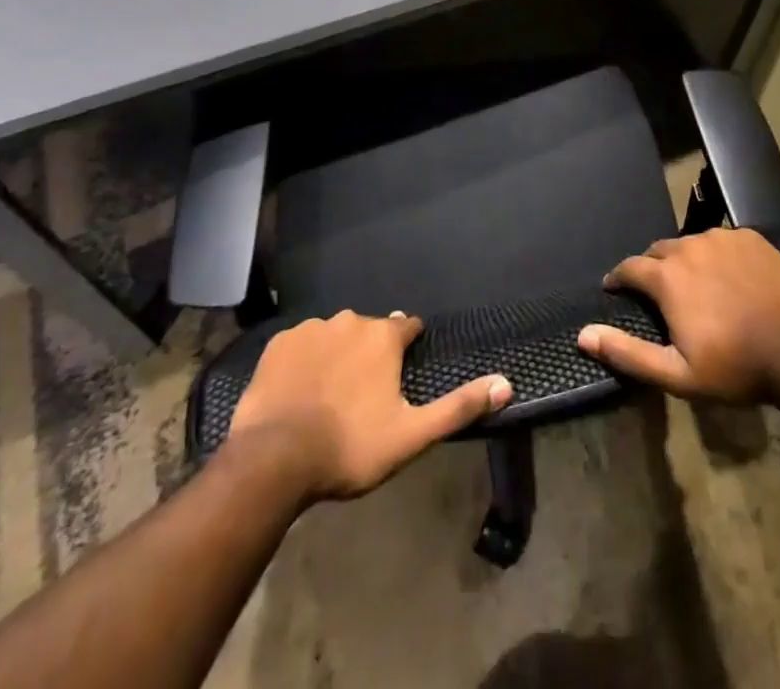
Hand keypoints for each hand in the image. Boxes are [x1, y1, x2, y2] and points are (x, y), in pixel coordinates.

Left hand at [227, 311, 511, 501]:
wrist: (274, 459)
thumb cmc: (350, 447)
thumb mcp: (412, 434)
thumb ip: (459, 407)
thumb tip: (506, 383)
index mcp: (384, 336)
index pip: (408, 327)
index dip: (408, 347)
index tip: (404, 369)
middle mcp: (350, 320)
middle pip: (370, 330)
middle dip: (371, 352)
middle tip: (364, 393)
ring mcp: (311, 329)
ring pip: (334, 335)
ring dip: (337, 354)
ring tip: (330, 394)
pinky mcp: (279, 344)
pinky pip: (300, 345)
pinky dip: (305, 361)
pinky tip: (299, 390)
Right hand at [577, 228, 779, 403]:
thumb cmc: (734, 367)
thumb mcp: (676, 374)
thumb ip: (627, 352)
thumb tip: (583, 335)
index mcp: (667, 277)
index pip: (629, 267)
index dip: (619, 278)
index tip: (615, 288)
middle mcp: (690, 246)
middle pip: (659, 251)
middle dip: (653, 268)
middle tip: (660, 293)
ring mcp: (723, 238)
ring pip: (692, 244)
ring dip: (686, 260)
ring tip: (696, 285)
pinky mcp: (751, 238)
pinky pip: (723, 240)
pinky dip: (717, 255)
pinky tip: (728, 276)